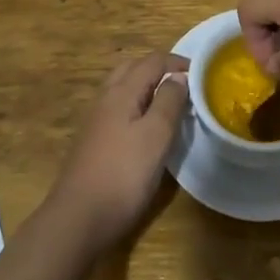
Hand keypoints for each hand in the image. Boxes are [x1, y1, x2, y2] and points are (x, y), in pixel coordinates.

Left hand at [46, 51, 187, 257]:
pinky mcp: (93, 141)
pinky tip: (146, 128)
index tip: (201, 74)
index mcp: (122, 92)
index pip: (152, 61)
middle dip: (159, 69)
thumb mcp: (156, 136)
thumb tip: (178, 76)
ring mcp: (96, 120)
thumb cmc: (123, 174)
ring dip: (147, 87)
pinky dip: (136, 105)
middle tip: (184, 85)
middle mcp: (106, 99)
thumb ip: (169, 101)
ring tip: (169, 104)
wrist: (78, 219)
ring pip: (123, 89)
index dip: (177, 62)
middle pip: (133, 68)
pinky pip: (118, 108)